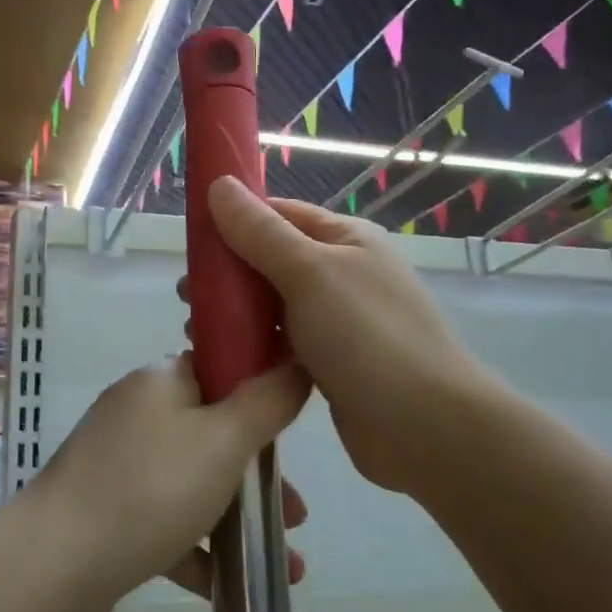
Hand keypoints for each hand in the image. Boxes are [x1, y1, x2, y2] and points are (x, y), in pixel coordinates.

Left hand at [28, 354, 308, 611]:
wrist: (55, 564)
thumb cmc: (150, 489)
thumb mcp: (224, 440)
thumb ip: (267, 401)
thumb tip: (294, 363)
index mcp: (160, 382)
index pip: (219, 368)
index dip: (260, 391)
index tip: (293, 428)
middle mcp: (137, 415)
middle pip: (212, 432)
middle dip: (258, 474)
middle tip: (296, 512)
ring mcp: (118, 465)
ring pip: (193, 482)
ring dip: (238, 516)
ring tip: (286, 563)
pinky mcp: (108, 513)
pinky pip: (166, 522)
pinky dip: (200, 547)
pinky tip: (231, 584)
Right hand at [201, 176, 492, 498]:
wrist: (425, 427)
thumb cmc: (367, 336)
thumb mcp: (310, 272)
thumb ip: (260, 232)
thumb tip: (220, 185)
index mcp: (346, 239)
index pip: (279, 214)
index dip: (234, 221)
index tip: (192, 243)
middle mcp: (343, 274)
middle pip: (273, 261)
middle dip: (229, 275)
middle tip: (187, 298)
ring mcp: (339, 321)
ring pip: (275, 306)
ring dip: (236, 315)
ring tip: (196, 333)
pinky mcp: (331, 364)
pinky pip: (283, 344)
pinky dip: (255, 347)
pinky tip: (224, 360)